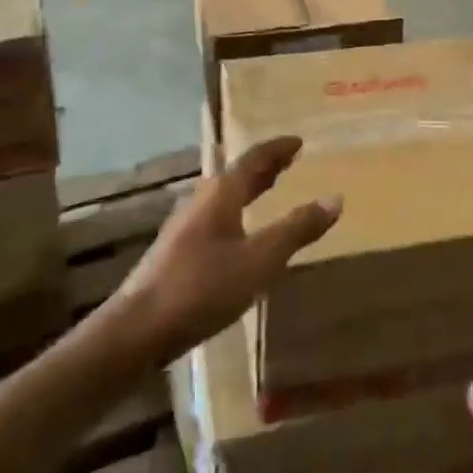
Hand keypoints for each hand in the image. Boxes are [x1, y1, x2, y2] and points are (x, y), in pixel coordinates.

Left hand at [112, 136, 340, 364]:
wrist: (137, 330)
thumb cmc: (203, 287)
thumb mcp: (259, 260)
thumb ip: (296, 230)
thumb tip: (335, 198)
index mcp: (222, 192)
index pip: (254, 158)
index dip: (278, 149)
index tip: (298, 142)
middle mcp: (201, 199)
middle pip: (236, 173)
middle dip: (264, 167)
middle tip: (288, 161)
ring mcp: (184, 224)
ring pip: (223, 195)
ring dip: (248, 188)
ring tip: (267, 190)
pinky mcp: (175, 250)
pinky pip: (215, 215)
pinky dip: (235, 210)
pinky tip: (238, 233)